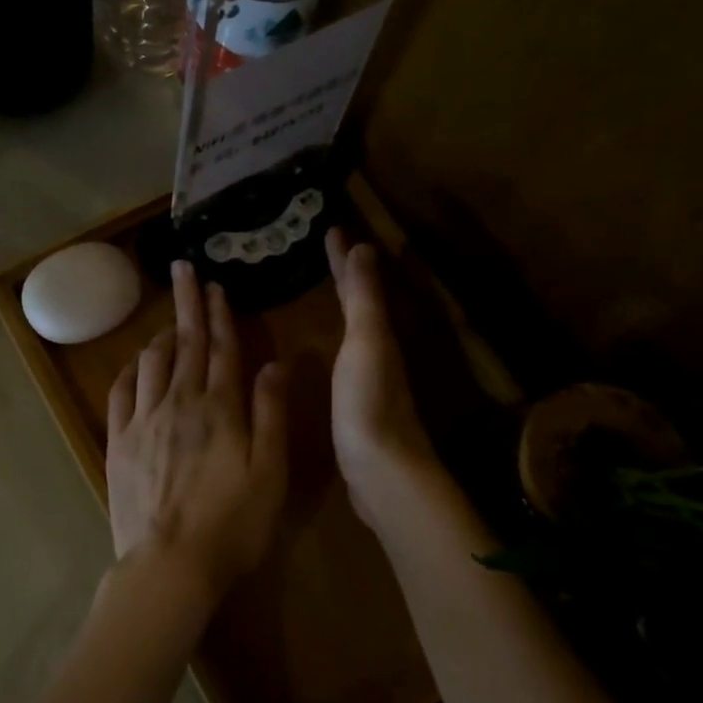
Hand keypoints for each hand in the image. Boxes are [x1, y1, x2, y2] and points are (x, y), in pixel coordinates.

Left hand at [106, 261, 288, 612]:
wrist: (169, 565)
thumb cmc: (232, 524)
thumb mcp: (270, 472)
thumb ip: (270, 413)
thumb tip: (275, 363)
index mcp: (220, 408)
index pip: (221, 349)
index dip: (220, 315)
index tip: (216, 286)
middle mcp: (180, 402)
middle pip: (185, 344)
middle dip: (188, 305)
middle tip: (185, 271)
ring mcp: (144, 420)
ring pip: (152, 362)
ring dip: (162, 334)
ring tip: (169, 319)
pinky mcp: (120, 441)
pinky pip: (122, 391)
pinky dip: (130, 369)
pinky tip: (135, 362)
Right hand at [325, 229, 440, 532]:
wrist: (383, 473)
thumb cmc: (369, 404)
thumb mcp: (366, 344)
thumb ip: (363, 300)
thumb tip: (363, 246)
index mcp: (378, 335)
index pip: (358, 285)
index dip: (343, 258)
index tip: (329, 228)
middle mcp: (378, 352)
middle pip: (361, 303)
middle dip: (344, 276)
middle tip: (323, 251)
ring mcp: (369, 379)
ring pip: (355, 327)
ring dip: (341, 304)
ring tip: (319, 289)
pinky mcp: (358, 404)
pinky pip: (345, 355)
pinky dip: (335, 337)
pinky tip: (323, 348)